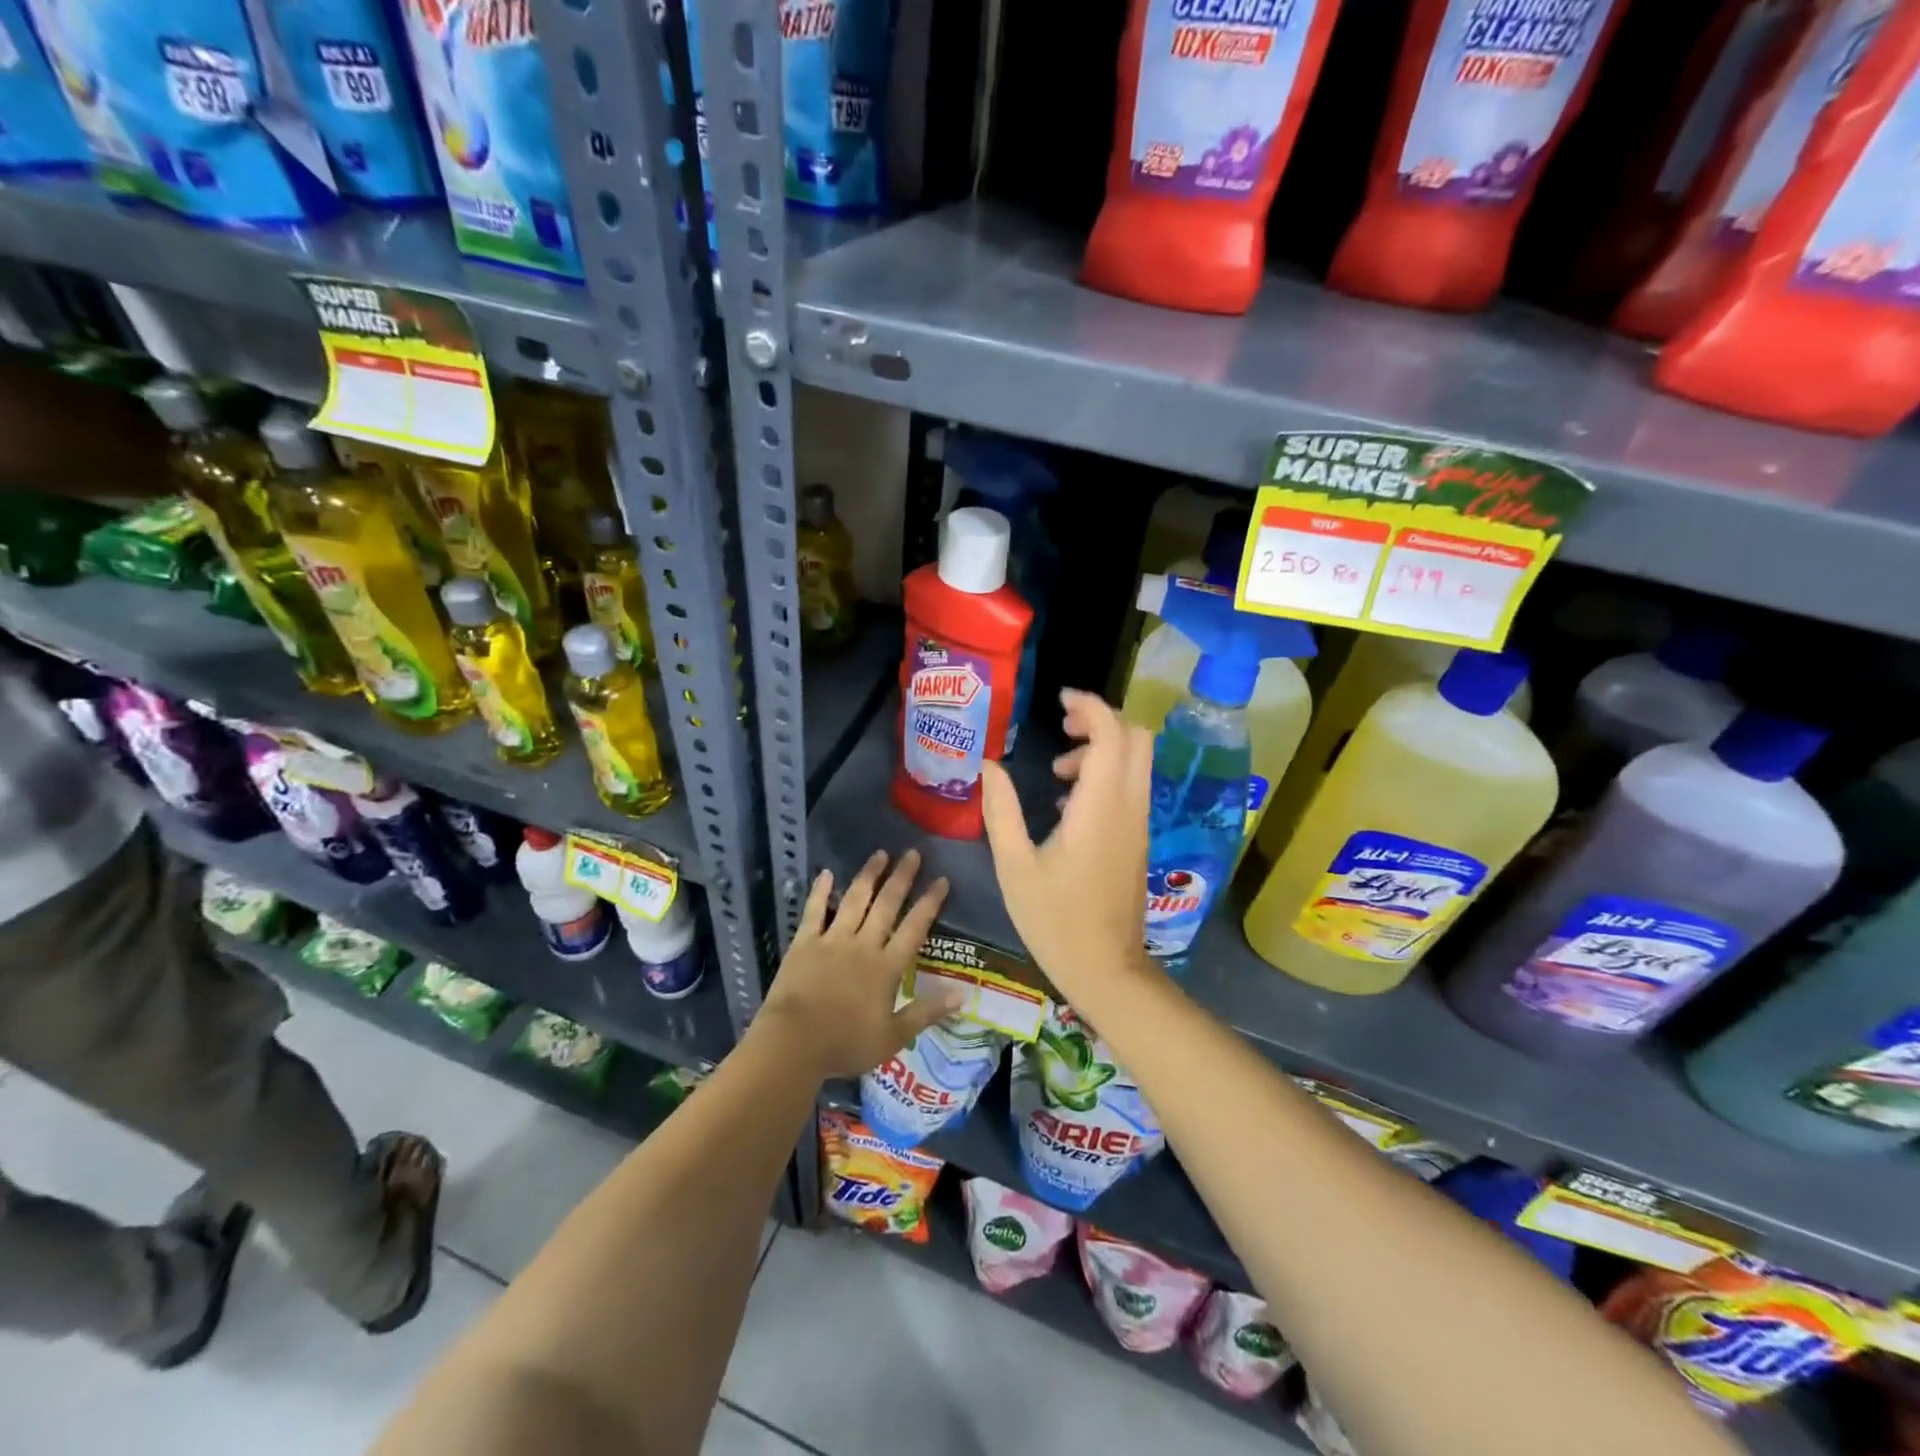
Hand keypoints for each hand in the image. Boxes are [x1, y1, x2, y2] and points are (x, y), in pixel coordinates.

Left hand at [757, 849, 954, 1079]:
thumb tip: (962, 996)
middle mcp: (863, 945)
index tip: (941, 879)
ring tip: (880, 854)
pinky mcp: (805, 942)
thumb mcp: (893, 1037)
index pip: (914, 928)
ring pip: (854, 900)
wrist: (793, 1044)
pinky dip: (820, 891)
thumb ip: (926, 1013)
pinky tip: (826, 873)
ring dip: (868, 876)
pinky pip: (814, 911)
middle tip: (913, 853)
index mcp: (887, 967)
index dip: (929, 903)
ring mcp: (832, 940)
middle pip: (886, 905)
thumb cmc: (845, 1044)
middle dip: (901, 878)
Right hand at [980, 690, 1153, 1000]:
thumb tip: (989, 766)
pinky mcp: (1138, 840)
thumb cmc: (1054, 920)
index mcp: (1100, 808)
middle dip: (1102, 720)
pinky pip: (1131, 787)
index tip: (1059, 701)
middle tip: (1063, 726)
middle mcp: (1129, 807)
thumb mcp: (1014, 865)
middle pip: (1137, 738)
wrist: (1106, 969)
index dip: (1090, 706)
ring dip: (1103, 749)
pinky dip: (1107, 775)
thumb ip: (1001, 810)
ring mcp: (1139, 824)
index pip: (1112, 735)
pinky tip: (1069, 803)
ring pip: (1137, 762)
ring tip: (1058, 772)